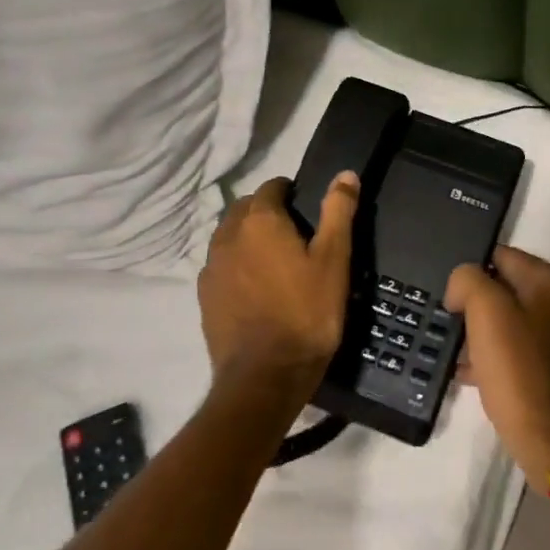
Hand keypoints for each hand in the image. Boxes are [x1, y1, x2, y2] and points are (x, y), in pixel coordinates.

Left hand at [198, 173, 359, 400]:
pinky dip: (235, 265)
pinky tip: (254, 287)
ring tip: (273, 260)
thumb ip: (338, 212)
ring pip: (228, 237)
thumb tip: (345, 173)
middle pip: (244, 208)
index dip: (289, 192)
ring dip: (247, 237)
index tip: (305, 207)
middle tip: (293, 233)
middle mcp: (228, 236)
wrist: (265, 376)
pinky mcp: (204, 297)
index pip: (271, 187)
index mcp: (260, 221)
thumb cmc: (307, 313)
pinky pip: (219, 266)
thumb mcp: (334, 260)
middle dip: (265, 211)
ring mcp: (211, 268)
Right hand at [445, 247, 549, 487]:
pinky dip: (503, 360)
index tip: (448, 296)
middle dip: (478, 305)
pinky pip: (527, 354)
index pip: (501, 256)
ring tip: (456, 354)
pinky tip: (477, 377)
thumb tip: (464, 283)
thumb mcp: (487, 316)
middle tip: (450, 325)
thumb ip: (470, 283)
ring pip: (517, 324)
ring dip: (487, 335)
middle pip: (509, 291)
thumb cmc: (523, 375)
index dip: (470, 272)